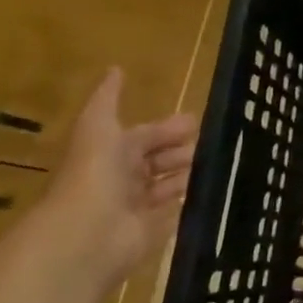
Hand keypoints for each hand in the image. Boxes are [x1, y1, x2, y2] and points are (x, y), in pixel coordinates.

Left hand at [37, 68, 197, 285]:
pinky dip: (187, 204)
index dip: (166, 129)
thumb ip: (108, 99)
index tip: (196, 122)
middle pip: (156, 162)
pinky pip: (171, 215)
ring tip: (216, 164)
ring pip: (166, 187)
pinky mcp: (149, 233)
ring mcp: (135, 208)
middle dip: (180, 151)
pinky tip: (210, 191)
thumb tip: (116, 67)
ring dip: (186, 175)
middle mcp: (122, 180)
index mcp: (111, 153)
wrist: (87, 234)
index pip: (143, 136)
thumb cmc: (94, 173)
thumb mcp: (98, 126)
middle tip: (211, 143)